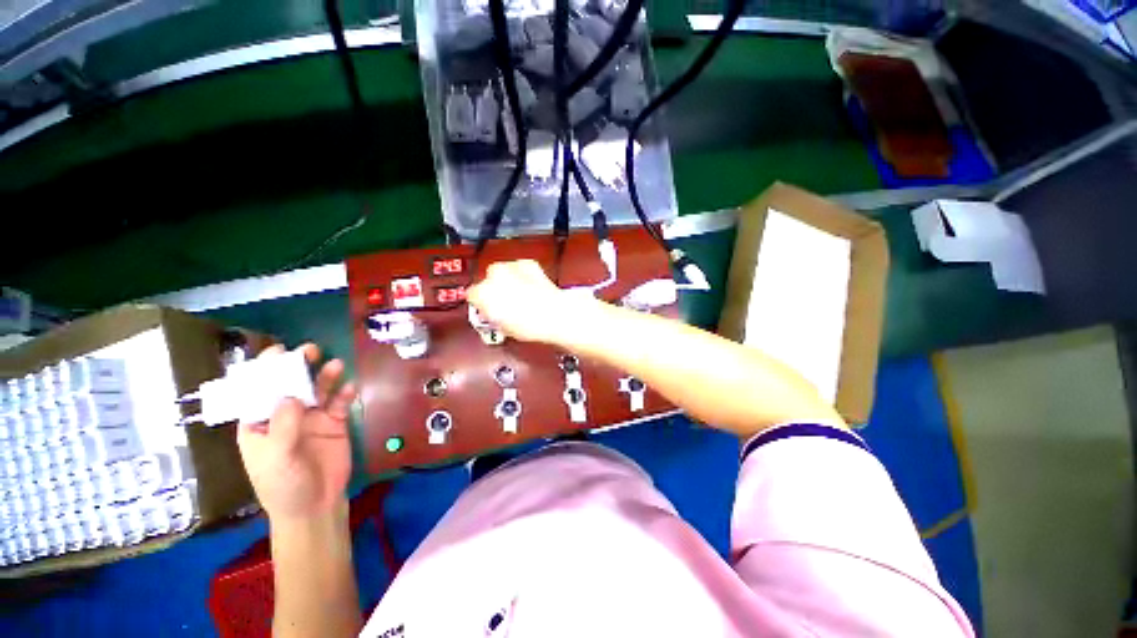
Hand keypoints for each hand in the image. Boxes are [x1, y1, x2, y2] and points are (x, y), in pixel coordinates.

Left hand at [237, 344, 356, 522]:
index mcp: (259, 423)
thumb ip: (283, 426)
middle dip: (298, 368)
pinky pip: (340, 404)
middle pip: (291, 385)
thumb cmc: (284, 486)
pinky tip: (350, 388)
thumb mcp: (277, 458)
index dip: (265, 371)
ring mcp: (311, 418)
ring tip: (336, 364)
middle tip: (310, 351)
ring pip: (318, 391)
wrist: (315, 505)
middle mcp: (284, 416)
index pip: (258, 391)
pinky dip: (345, 394)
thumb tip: (291, 395)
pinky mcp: (335, 423)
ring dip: (325, 377)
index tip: (278, 352)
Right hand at [468, 259, 593, 343]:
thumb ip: (491, 316)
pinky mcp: (527, 264)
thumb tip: (492, 314)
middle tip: (506, 303)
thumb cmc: (529, 325)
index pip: (472, 294)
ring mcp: (511, 267)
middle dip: (495, 289)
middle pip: (488, 280)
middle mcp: (493, 276)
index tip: (487, 308)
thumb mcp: (502, 327)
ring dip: (508, 280)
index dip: (481, 303)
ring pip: (503, 272)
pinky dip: (524, 276)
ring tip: (521, 295)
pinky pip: (520, 269)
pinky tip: (531, 287)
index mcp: (481, 293)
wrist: (553, 314)